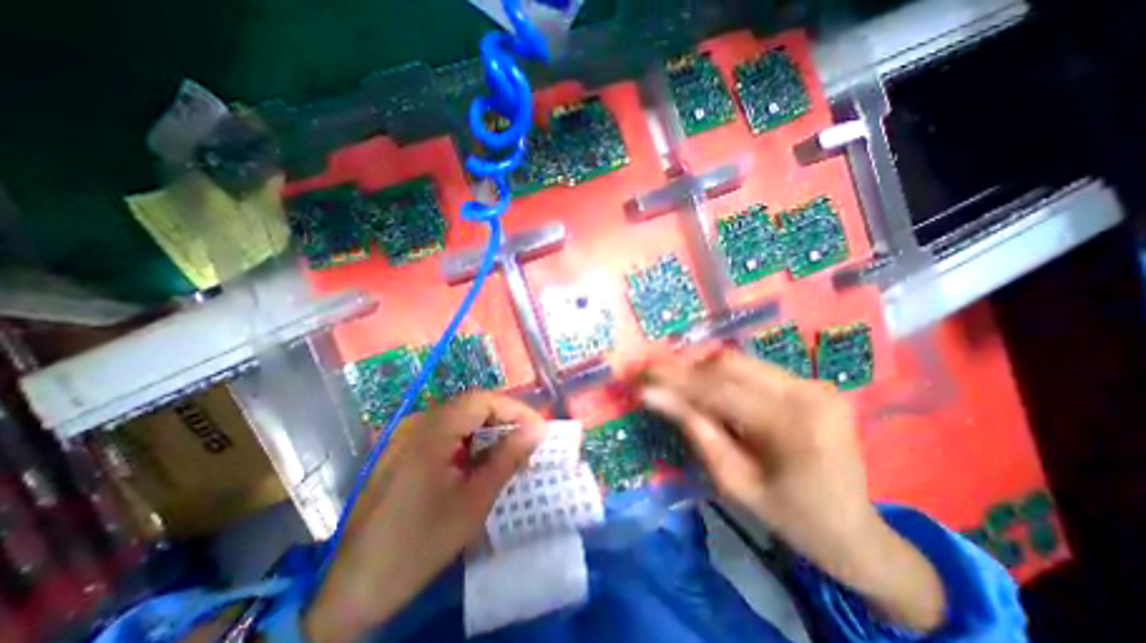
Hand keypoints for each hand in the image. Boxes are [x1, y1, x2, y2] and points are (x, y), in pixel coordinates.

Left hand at [298, 391, 541, 642]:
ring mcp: (407, 437)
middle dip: (504, 421)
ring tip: (508, 455)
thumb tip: (538, 430)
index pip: (483, 400)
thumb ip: (508, 458)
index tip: (538, 430)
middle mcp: (417, 423)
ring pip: (459, 420)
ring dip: (487, 432)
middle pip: (471, 407)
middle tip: (527, 444)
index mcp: (432, 430)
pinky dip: (468, 444)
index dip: (515, 410)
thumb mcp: (474, 500)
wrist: (353, 588)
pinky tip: (478, 465)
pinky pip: (444, 435)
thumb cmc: (420, 543)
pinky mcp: (403, 452)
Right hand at [641, 346, 944, 632]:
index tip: (642, 377)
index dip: (675, 381)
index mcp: (794, 426)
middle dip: (687, 369)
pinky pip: (753, 370)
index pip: (719, 390)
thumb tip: (656, 397)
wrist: (854, 529)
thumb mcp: (734, 482)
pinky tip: (709, 391)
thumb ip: (697, 431)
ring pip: (739, 362)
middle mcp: (807, 391)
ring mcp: (813, 382)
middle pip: (729, 363)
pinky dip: (724, 377)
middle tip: (657, 378)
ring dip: (703, 372)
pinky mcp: (810, 382)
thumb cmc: (791, 517)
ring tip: (678, 385)